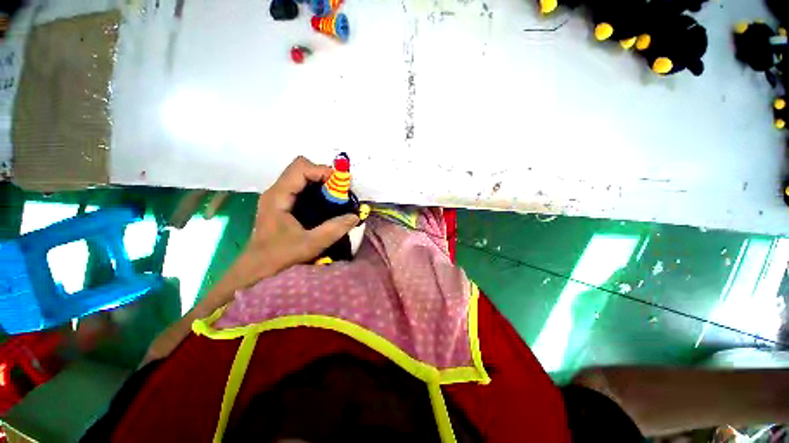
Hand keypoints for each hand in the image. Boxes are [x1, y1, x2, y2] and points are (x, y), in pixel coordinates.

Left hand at [142, 156, 358, 364]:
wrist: (244, 288)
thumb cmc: (266, 267)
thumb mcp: (303, 247)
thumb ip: (331, 230)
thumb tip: (356, 217)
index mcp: (277, 198)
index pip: (301, 166)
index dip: (323, 170)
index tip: (343, 184)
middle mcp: (279, 197)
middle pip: (307, 174)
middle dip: (329, 181)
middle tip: (346, 198)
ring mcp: (283, 207)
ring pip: (309, 188)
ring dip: (328, 194)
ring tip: (344, 208)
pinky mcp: (288, 218)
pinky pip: (310, 202)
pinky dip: (325, 205)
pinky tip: (334, 218)